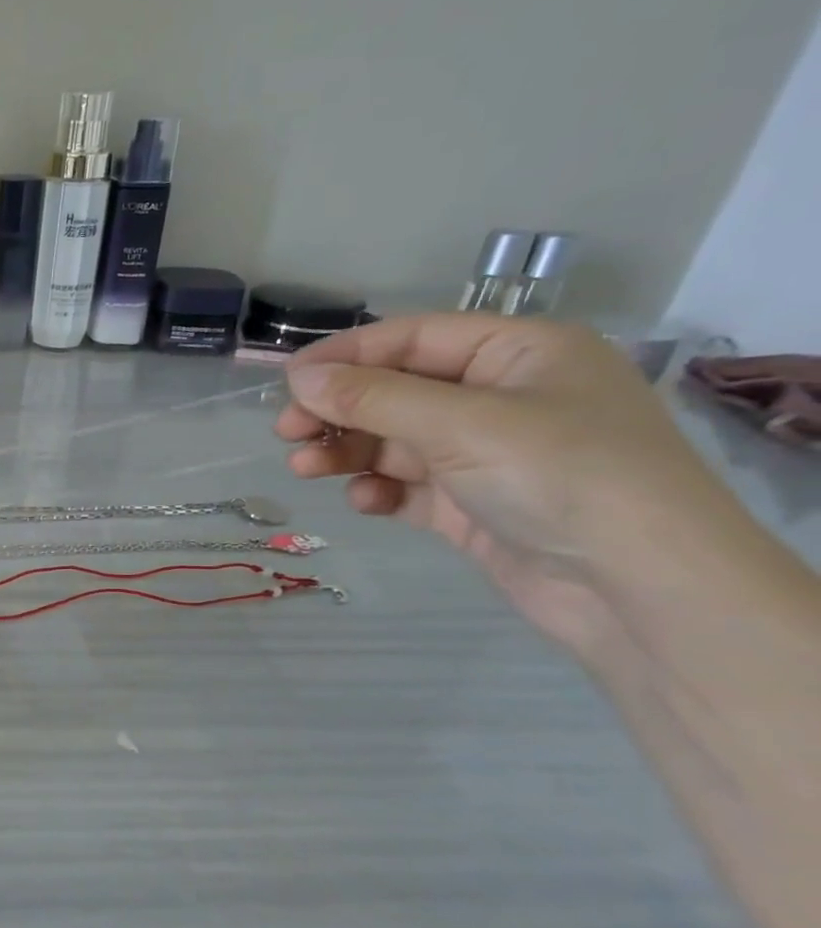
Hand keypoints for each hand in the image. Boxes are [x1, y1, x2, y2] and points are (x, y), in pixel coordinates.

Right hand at [275, 315, 755, 655]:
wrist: (639, 589)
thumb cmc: (560, 477)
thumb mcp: (460, 425)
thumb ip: (372, 397)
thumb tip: (298, 375)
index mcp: (519, 354)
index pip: (413, 338)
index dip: (346, 355)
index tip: (286, 381)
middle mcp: (503, 397)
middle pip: (397, 391)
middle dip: (340, 411)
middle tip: (287, 433)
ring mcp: (488, 455)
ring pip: (394, 441)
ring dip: (348, 452)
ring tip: (305, 470)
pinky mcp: (474, 505)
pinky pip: (410, 486)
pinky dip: (380, 491)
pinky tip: (364, 503)